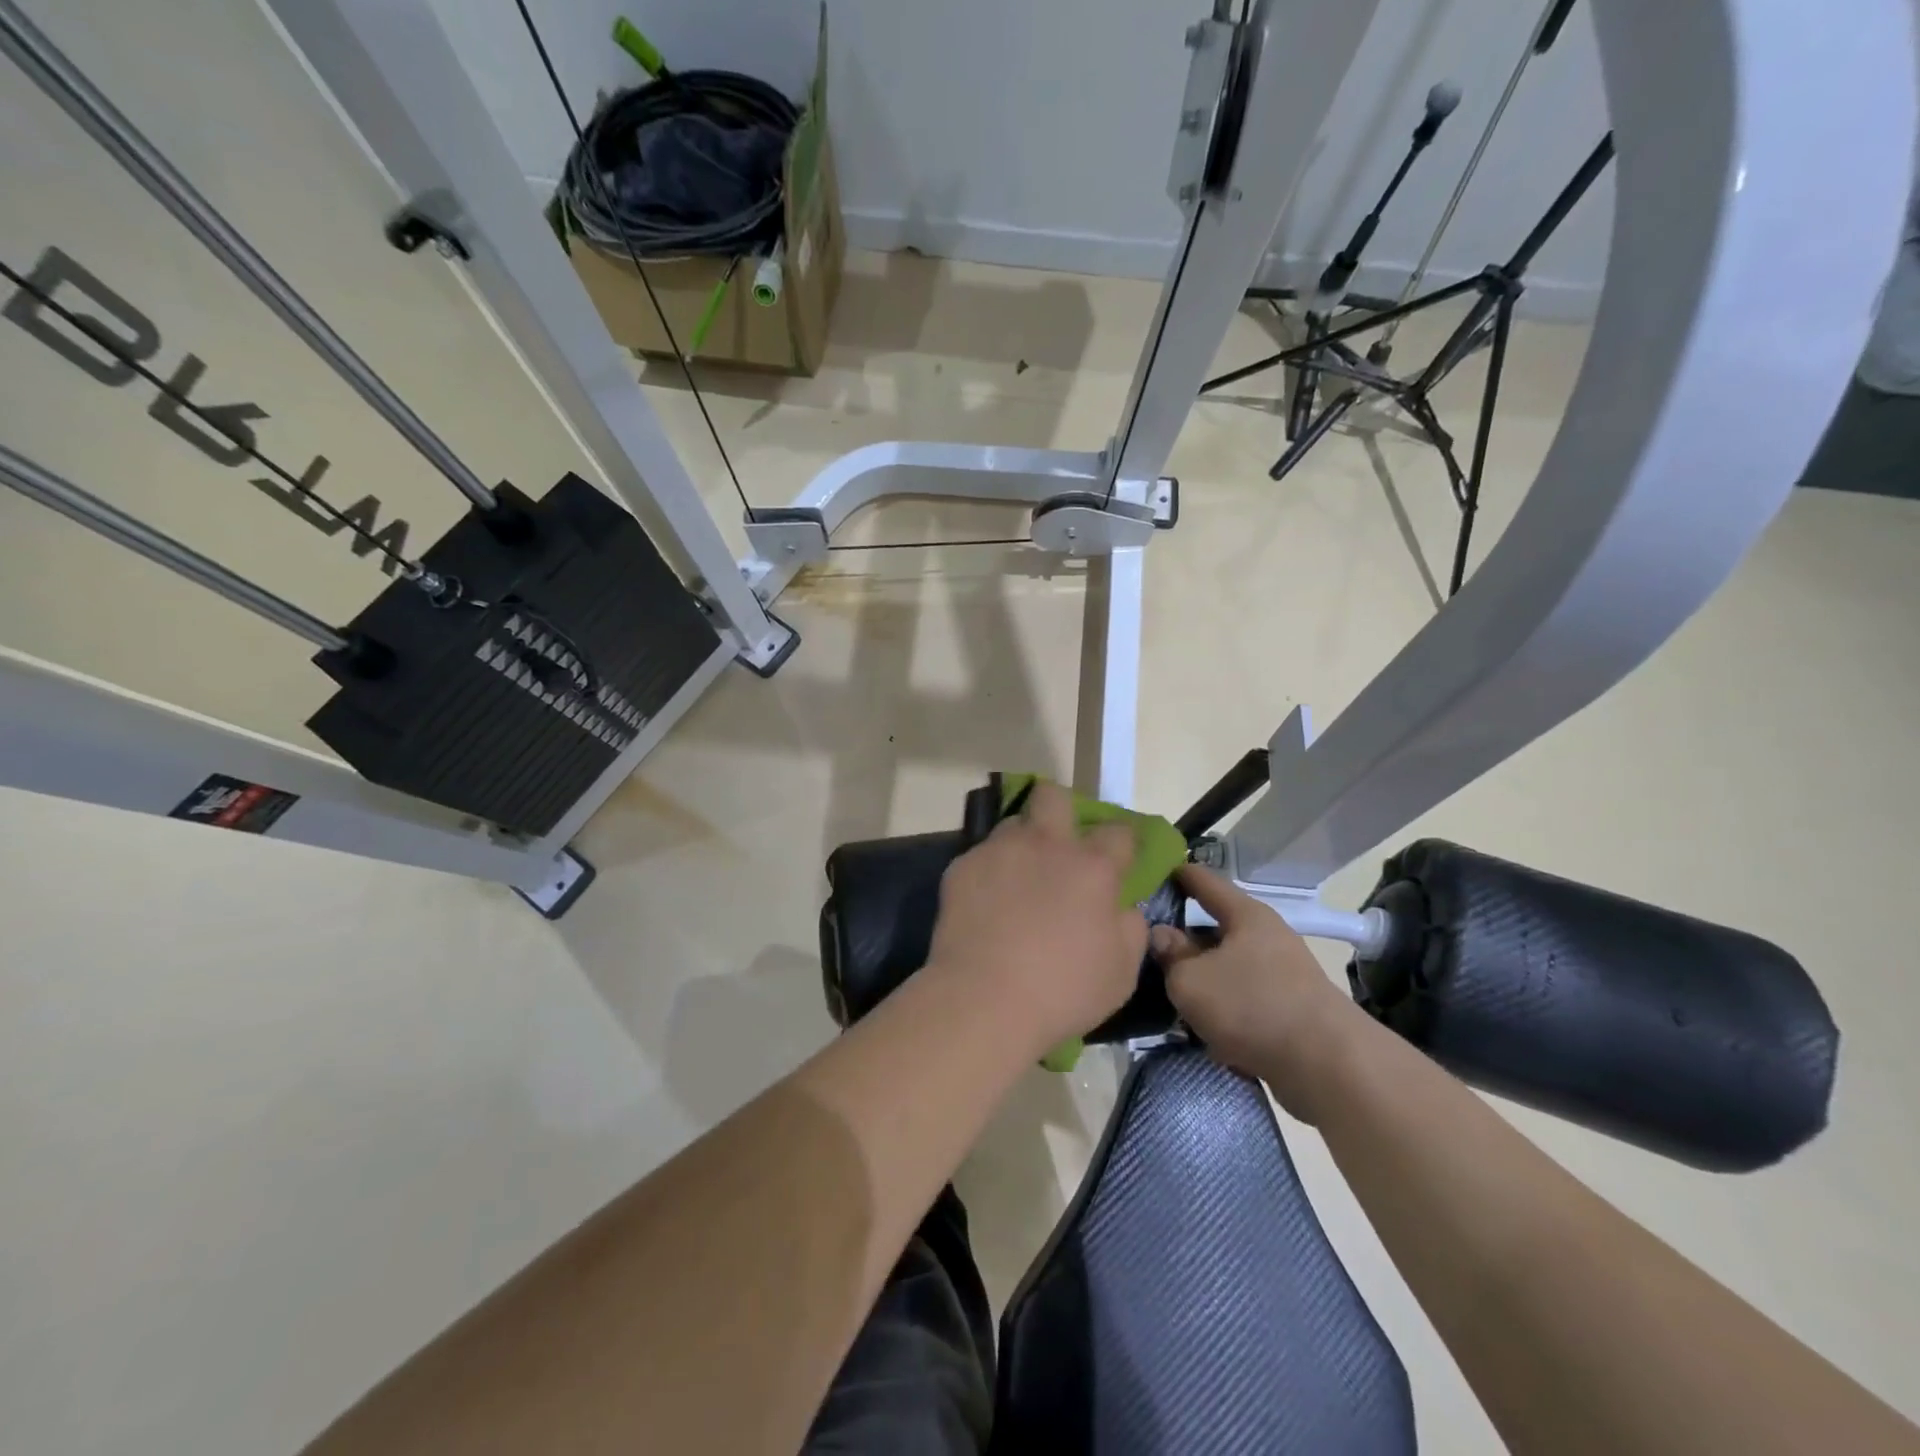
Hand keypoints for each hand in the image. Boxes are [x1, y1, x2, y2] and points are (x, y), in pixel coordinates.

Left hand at [926, 781, 1147, 1055]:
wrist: (983, 1000)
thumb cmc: (1062, 991)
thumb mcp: (1122, 972)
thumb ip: (1130, 928)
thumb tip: (1123, 907)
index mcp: (1092, 867)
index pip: (1119, 831)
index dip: (1123, 842)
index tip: (1119, 859)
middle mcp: (1046, 845)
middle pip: (1053, 796)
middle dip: (1060, 809)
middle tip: (1059, 843)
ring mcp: (1000, 851)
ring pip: (1013, 824)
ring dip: (1022, 842)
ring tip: (1018, 877)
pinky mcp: (962, 866)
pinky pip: (981, 856)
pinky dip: (990, 873)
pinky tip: (986, 904)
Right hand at [1149, 865, 1376, 1122]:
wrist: (1328, 1068)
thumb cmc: (1252, 1007)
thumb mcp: (1191, 980)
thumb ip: (1171, 955)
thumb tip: (1161, 935)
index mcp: (1246, 915)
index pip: (1204, 880)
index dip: (1175, 873)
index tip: (1147, 870)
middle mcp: (1267, 936)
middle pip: (1215, 926)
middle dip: (1183, 935)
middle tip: (1146, 942)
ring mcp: (1282, 973)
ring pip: (1228, 965)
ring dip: (1202, 975)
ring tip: (1168, 988)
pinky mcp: (1290, 1009)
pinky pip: (1243, 996)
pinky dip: (1221, 1005)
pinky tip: (1200, 1022)